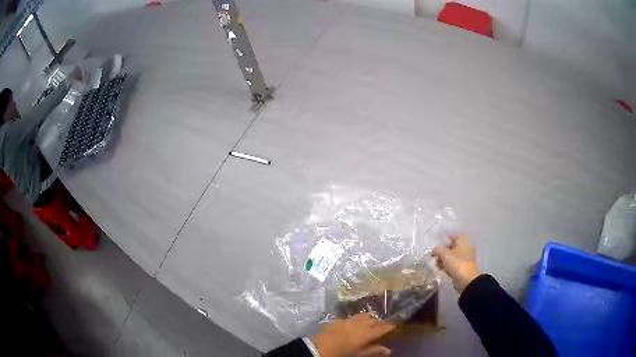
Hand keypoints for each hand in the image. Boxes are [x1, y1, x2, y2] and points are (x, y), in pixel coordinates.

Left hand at [311, 313, 394, 356]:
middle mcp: (357, 324)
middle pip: (373, 320)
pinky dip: (357, 319)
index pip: (381, 328)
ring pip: (362, 316)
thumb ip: (373, 351)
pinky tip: (355, 324)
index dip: (389, 326)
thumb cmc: (339, 355)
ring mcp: (346, 321)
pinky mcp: (337, 321)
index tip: (395, 325)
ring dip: (369, 319)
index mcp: (364, 334)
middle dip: (380, 322)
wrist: (316, 349)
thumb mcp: (357, 355)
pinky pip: (351, 318)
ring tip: (372, 323)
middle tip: (384, 326)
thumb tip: (389, 350)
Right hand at [433, 234, 479, 293]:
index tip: (438, 243)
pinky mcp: (463, 268)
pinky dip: (447, 266)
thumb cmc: (457, 264)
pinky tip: (442, 270)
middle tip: (435, 255)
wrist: (466, 280)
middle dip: (443, 251)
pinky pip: (454, 264)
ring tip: (437, 264)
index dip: (446, 238)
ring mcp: (465, 259)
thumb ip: (438, 250)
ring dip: (444, 259)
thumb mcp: (445, 255)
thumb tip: (434, 249)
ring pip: (452, 256)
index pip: (455, 236)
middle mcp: (466, 248)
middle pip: (452, 247)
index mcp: (464, 242)